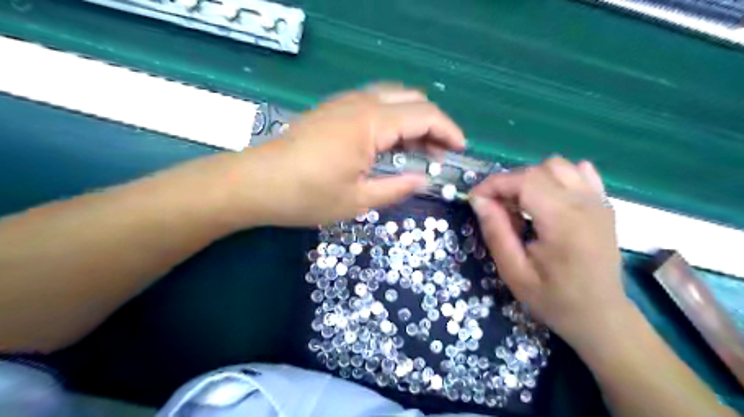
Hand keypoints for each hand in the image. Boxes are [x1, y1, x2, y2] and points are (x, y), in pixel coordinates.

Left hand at [230, 85, 465, 227]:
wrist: (255, 183)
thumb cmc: (306, 196)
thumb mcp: (357, 200)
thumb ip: (396, 188)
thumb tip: (424, 179)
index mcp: (371, 123)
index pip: (424, 115)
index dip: (448, 131)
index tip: (460, 150)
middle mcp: (360, 103)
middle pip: (412, 99)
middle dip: (433, 123)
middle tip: (438, 153)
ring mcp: (344, 103)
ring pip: (392, 98)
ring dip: (412, 120)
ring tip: (418, 150)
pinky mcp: (332, 109)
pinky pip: (373, 103)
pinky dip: (392, 119)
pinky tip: (389, 143)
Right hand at [469, 157, 626, 346]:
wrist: (600, 316)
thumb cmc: (553, 299)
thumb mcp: (514, 272)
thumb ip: (496, 232)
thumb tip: (479, 200)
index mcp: (563, 221)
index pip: (524, 180)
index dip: (493, 184)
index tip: (475, 199)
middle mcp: (585, 203)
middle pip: (538, 169)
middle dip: (509, 183)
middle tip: (496, 209)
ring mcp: (599, 201)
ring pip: (558, 165)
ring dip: (531, 178)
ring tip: (521, 204)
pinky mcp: (604, 205)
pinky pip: (579, 172)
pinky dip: (556, 178)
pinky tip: (548, 199)